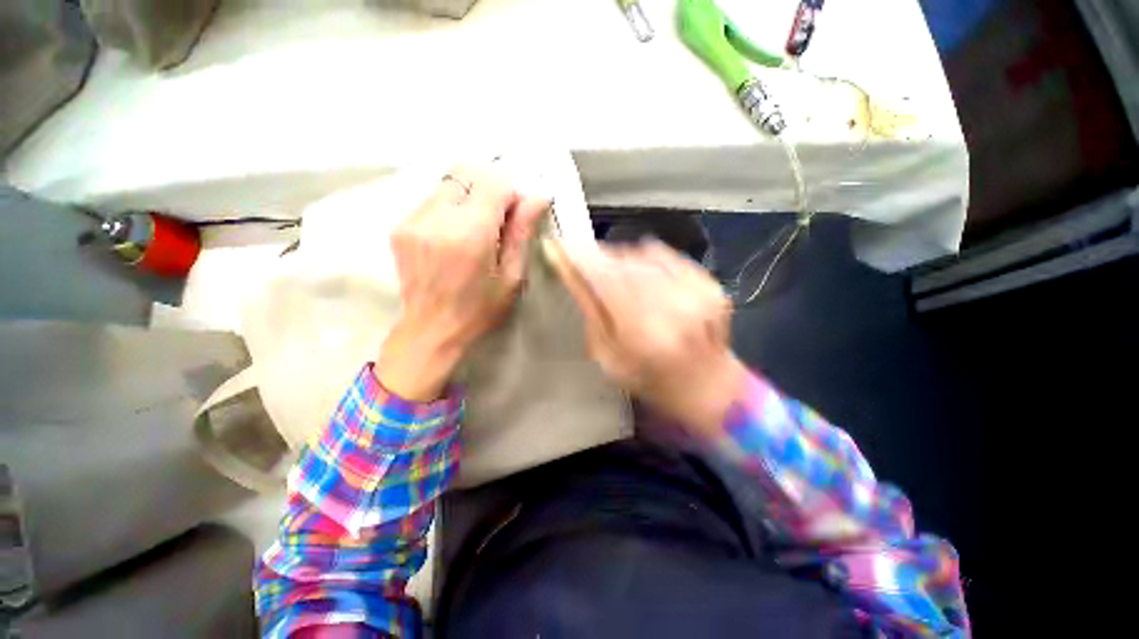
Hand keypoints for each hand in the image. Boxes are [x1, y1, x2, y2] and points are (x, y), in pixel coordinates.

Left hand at [377, 165, 548, 400]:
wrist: (431, 330)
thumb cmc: (480, 309)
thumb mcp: (512, 276)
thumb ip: (522, 232)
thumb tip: (538, 197)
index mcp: (470, 234)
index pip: (493, 181)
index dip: (510, 192)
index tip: (515, 215)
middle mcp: (437, 218)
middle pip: (466, 171)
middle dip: (489, 187)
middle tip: (498, 219)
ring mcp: (413, 220)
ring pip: (448, 182)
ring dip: (470, 196)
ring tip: (476, 230)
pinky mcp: (400, 226)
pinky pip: (433, 199)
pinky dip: (451, 207)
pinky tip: (455, 237)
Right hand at [546, 238, 747, 433]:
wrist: (706, 383)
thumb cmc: (648, 378)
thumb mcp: (608, 356)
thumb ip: (591, 310)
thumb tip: (572, 271)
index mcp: (644, 333)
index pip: (605, 280)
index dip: (581, 258)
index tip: (562, 244)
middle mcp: (673, 308)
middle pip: (625, 264)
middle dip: (600, 258)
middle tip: (586, 261)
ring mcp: (696, 292)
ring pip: (645, 255)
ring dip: (623, 258)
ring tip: (616, 274)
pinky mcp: (709, 283)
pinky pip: (668, 255)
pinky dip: (647, 258)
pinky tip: (642, 274)